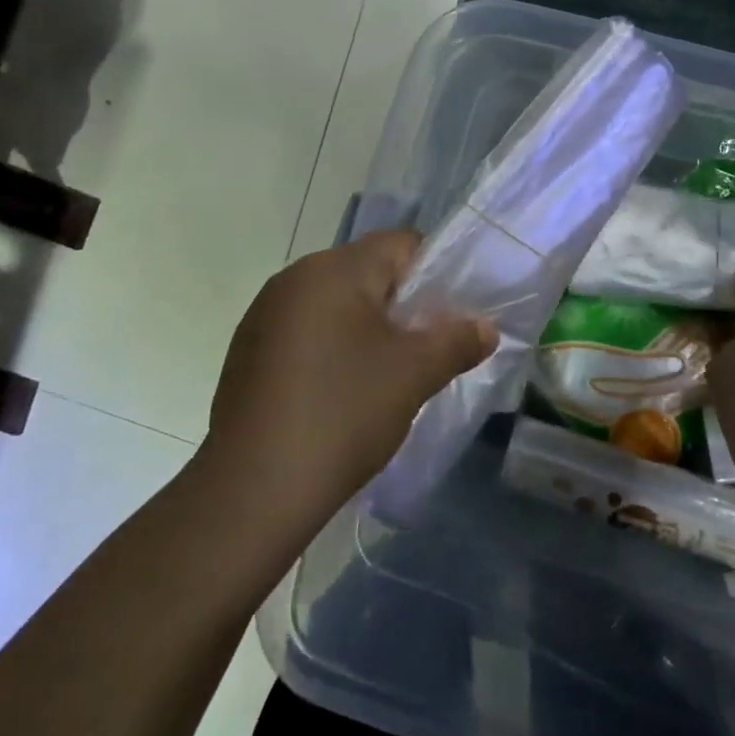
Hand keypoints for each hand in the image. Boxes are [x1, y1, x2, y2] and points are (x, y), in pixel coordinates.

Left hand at [201, 230, 495, 529]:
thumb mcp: (414, 375)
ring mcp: (264, 314)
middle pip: (366, 272)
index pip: (400, 244)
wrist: (252, 491)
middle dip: (401, 305)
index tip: (446, 317)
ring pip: (335, 303)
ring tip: (383, 376)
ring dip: (365, 328)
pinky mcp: (248, 350)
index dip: (434, 274)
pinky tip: (338, 393)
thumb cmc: (343, 414)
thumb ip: (457, 341)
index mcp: (333, 269)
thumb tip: (486, 328)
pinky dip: (330, 348)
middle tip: (422, 350)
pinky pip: (305, 331)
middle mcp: (294, 278)